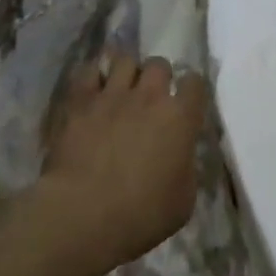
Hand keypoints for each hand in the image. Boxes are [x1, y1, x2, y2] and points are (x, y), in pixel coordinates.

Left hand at [38, 51, 208, 273]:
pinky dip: (93, 76)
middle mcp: (150, 95)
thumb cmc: (140, 215)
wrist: (82, 214)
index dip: (191, 91)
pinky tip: (92, 87)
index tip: (185, 104)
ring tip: (120, 88)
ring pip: (125, 60)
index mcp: (180, 117)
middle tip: (150, 97)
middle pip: (159, 64)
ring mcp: (113, 94)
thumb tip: (182, 156)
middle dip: (157, 77)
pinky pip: (90, 71)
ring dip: (126, 72)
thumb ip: (187, 168)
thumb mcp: (183, 201)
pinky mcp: (80, 100)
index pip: (195, 83)